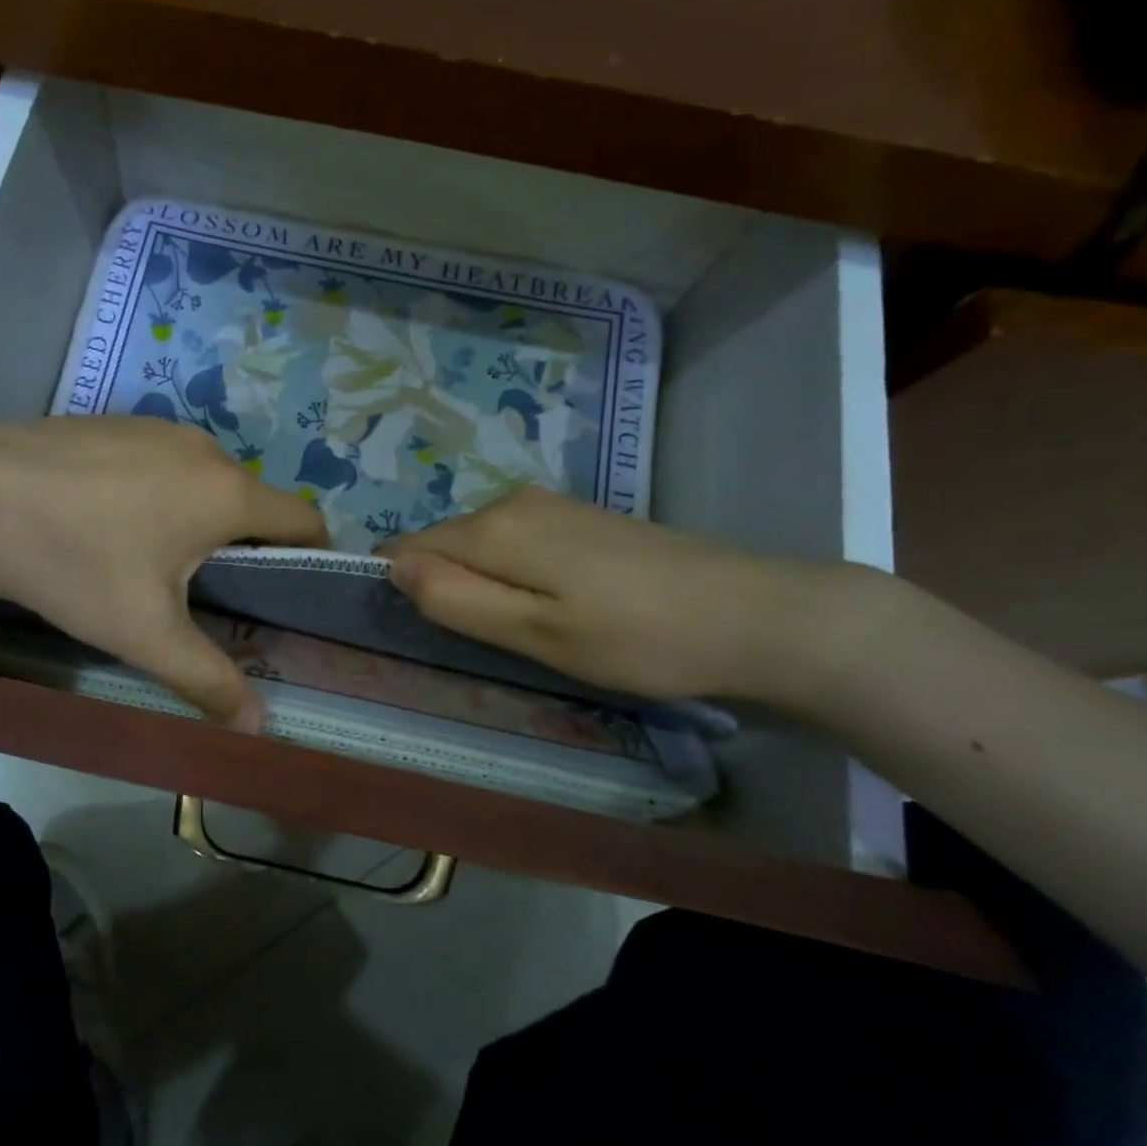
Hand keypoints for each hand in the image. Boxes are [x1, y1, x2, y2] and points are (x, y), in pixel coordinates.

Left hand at [0, 418, 326, 727]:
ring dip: (198, 516)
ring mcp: (156, 426)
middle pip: (252, 501)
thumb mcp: (146, 633)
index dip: (309, 558)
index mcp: (228, 492)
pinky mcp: (114, 420)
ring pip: (204, 479)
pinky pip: (161, 460)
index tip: (283, 595)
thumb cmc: (75, 564)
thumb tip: (258, 728)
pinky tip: (106, 520)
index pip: (305, 519)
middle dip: (244, 544)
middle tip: (205, 592)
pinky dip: (158, 490)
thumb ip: (210, 679)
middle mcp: (204, 448)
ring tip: (149, 558)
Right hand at [378, 486, 874, 704]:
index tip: (429, 634)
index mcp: (493, 528)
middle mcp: (511, 502)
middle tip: (486, 643)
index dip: (404, 590)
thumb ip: (458, 600)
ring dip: (482, 585)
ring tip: (524, 630)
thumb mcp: (538, 634)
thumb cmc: (639, 638)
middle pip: (442, 545)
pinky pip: (514, 542)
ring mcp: (548, 504)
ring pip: (478, 545)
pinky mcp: (578, 516)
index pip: (407, 549)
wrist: (755, 613)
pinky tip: (556, 606)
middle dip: (445, 588)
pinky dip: (514, 574)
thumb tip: (392, 568)